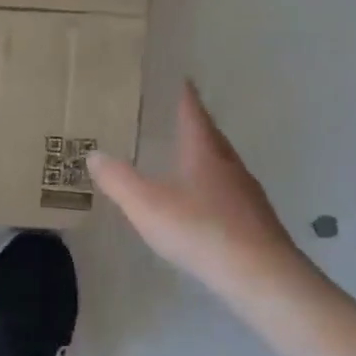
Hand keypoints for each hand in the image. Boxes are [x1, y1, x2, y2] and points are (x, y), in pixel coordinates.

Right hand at [87, 84, 300, 295]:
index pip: (193, 114)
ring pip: (222, 166)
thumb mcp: (146, 204)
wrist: (261, 277)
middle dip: (194, 126)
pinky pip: (228, 193)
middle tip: (175, 118)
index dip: (184, 96)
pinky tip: (201, 204)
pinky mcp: (256, 222)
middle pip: (211, 138)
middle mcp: (229, 166)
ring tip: (184, 160)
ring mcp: (247, 195)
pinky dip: (212, 188)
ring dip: (204, 158)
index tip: (180, 79)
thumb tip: (94, 154)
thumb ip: (118, 179)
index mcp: (204, 152)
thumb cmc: (200, 230)